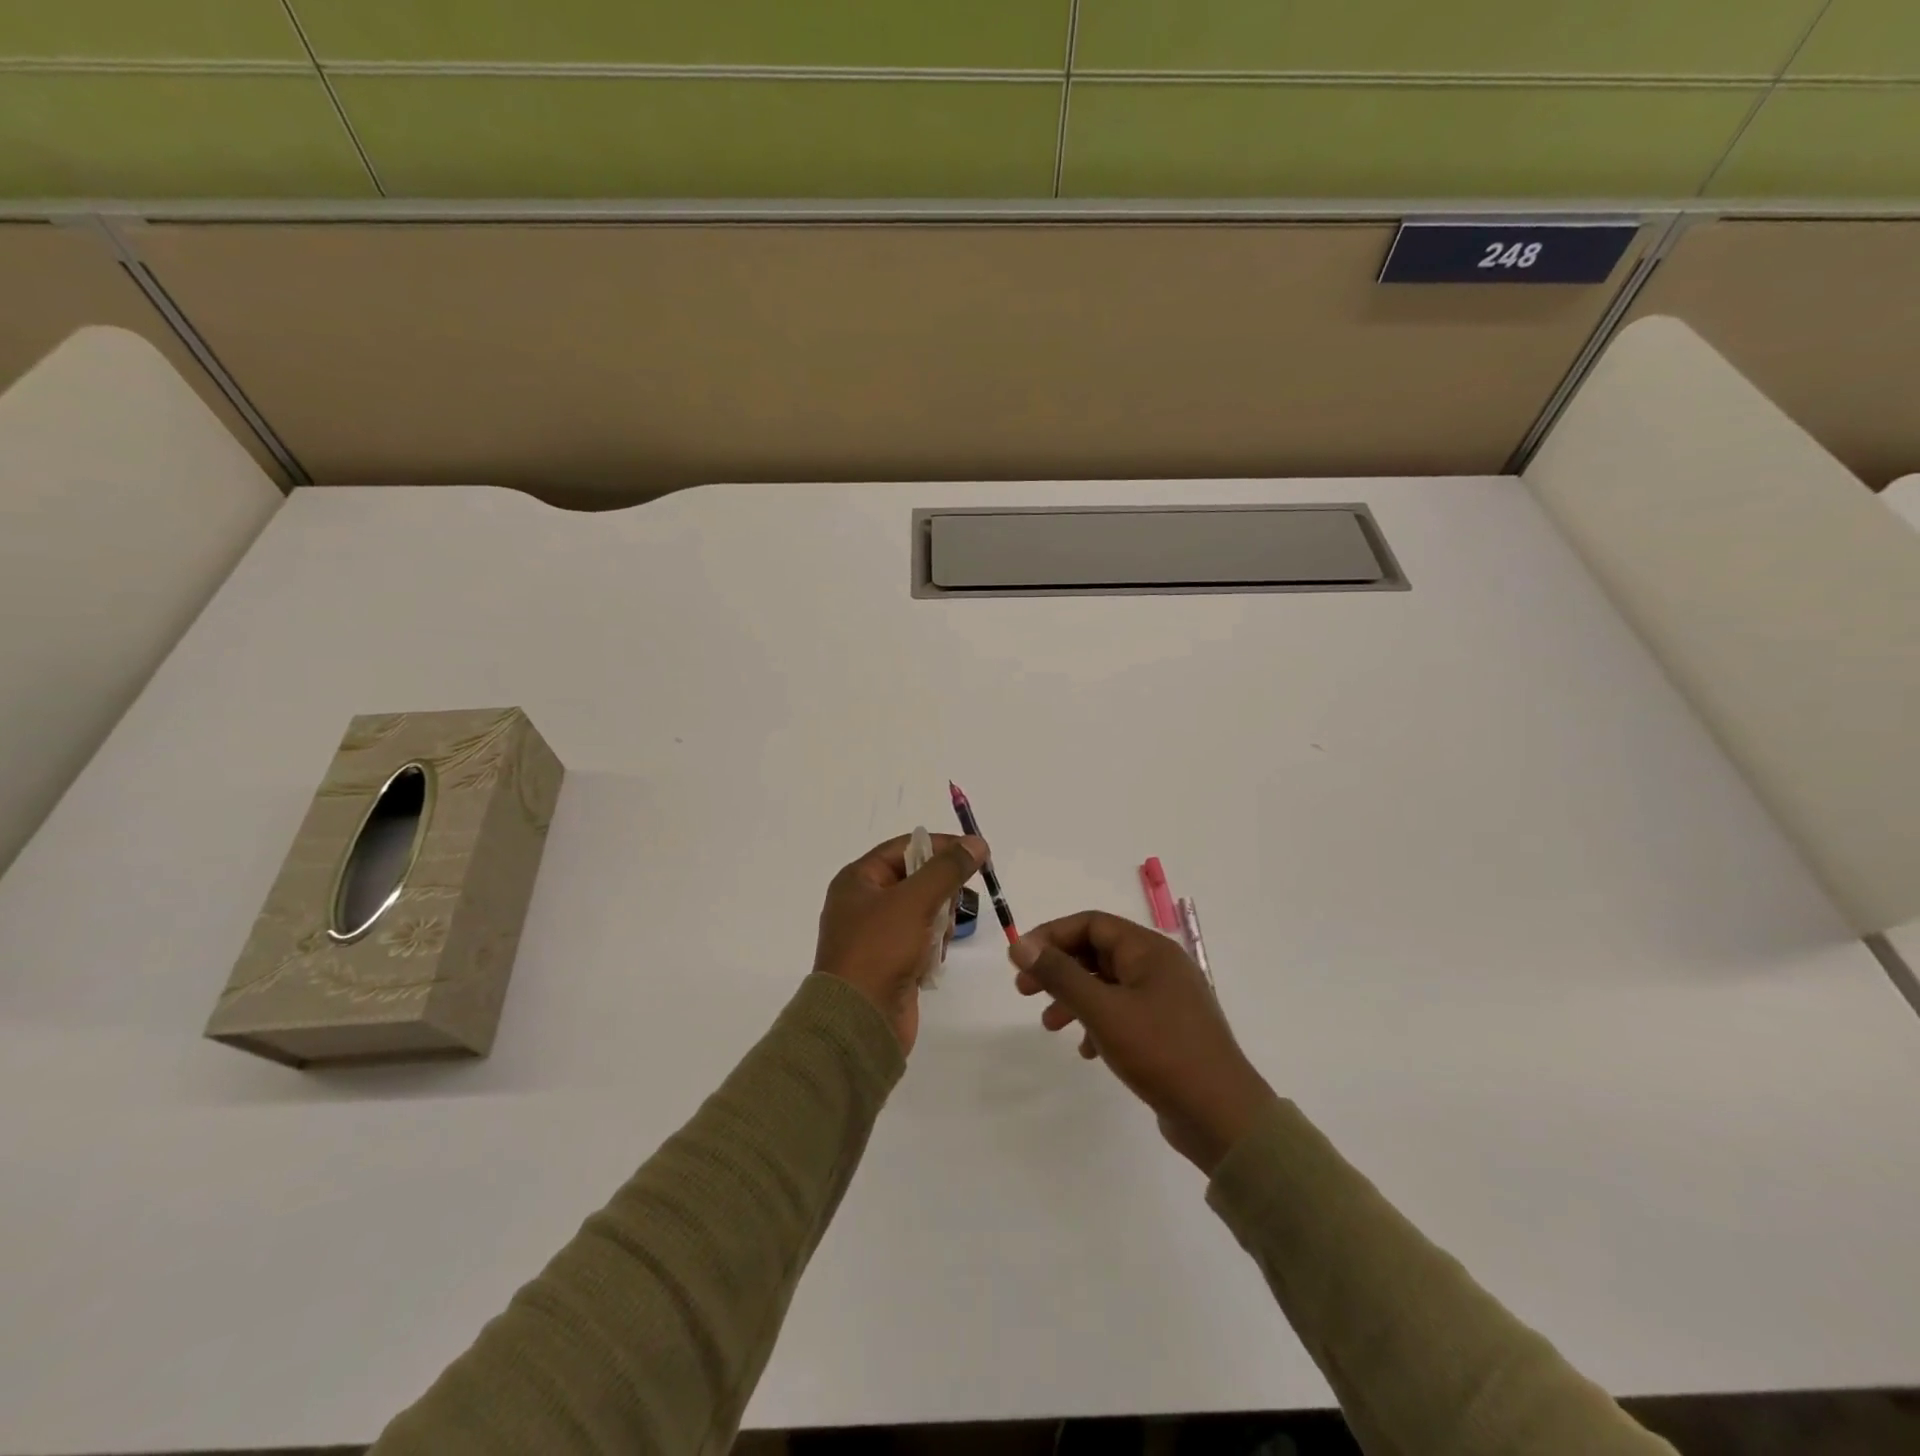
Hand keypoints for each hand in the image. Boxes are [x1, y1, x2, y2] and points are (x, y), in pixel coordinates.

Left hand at [813, 832, 986, 1053]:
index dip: (941, 846)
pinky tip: (933, 960)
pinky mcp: (891, 961)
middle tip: (952, 907)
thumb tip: (977, 843)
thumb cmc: (880, 950)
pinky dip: (933, 946)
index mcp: (858, 880)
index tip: (976, 854)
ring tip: (937, 939)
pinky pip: (922, 939)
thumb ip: (948, 869)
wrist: (859, 1021)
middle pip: (917, 879)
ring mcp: (877, 934)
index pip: (905, 847)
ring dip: (939, 922)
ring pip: (924, 910)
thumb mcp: (914, 901)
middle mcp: (864, 902)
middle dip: (941, 892)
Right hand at [1010, 911, 1275, 1173]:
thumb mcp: (1103, 1011)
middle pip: (1097, 952)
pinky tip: (1086, 1050)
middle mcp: (1159, 966)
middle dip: (1059, 968)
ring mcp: (1166, 998)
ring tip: (1049, 1025)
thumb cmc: (1161, 1053)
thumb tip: (1019, 944)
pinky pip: (1123, 1012)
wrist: (1223, 1118)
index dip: (1051, 935)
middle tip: (1024, 990)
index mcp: (1149, 950)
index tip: (1019, 958)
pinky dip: (1098, 1022)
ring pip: (1108, 984)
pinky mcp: (1168, 1029)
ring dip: (1074, 998)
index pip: (1091, 924)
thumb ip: (1060, 975)